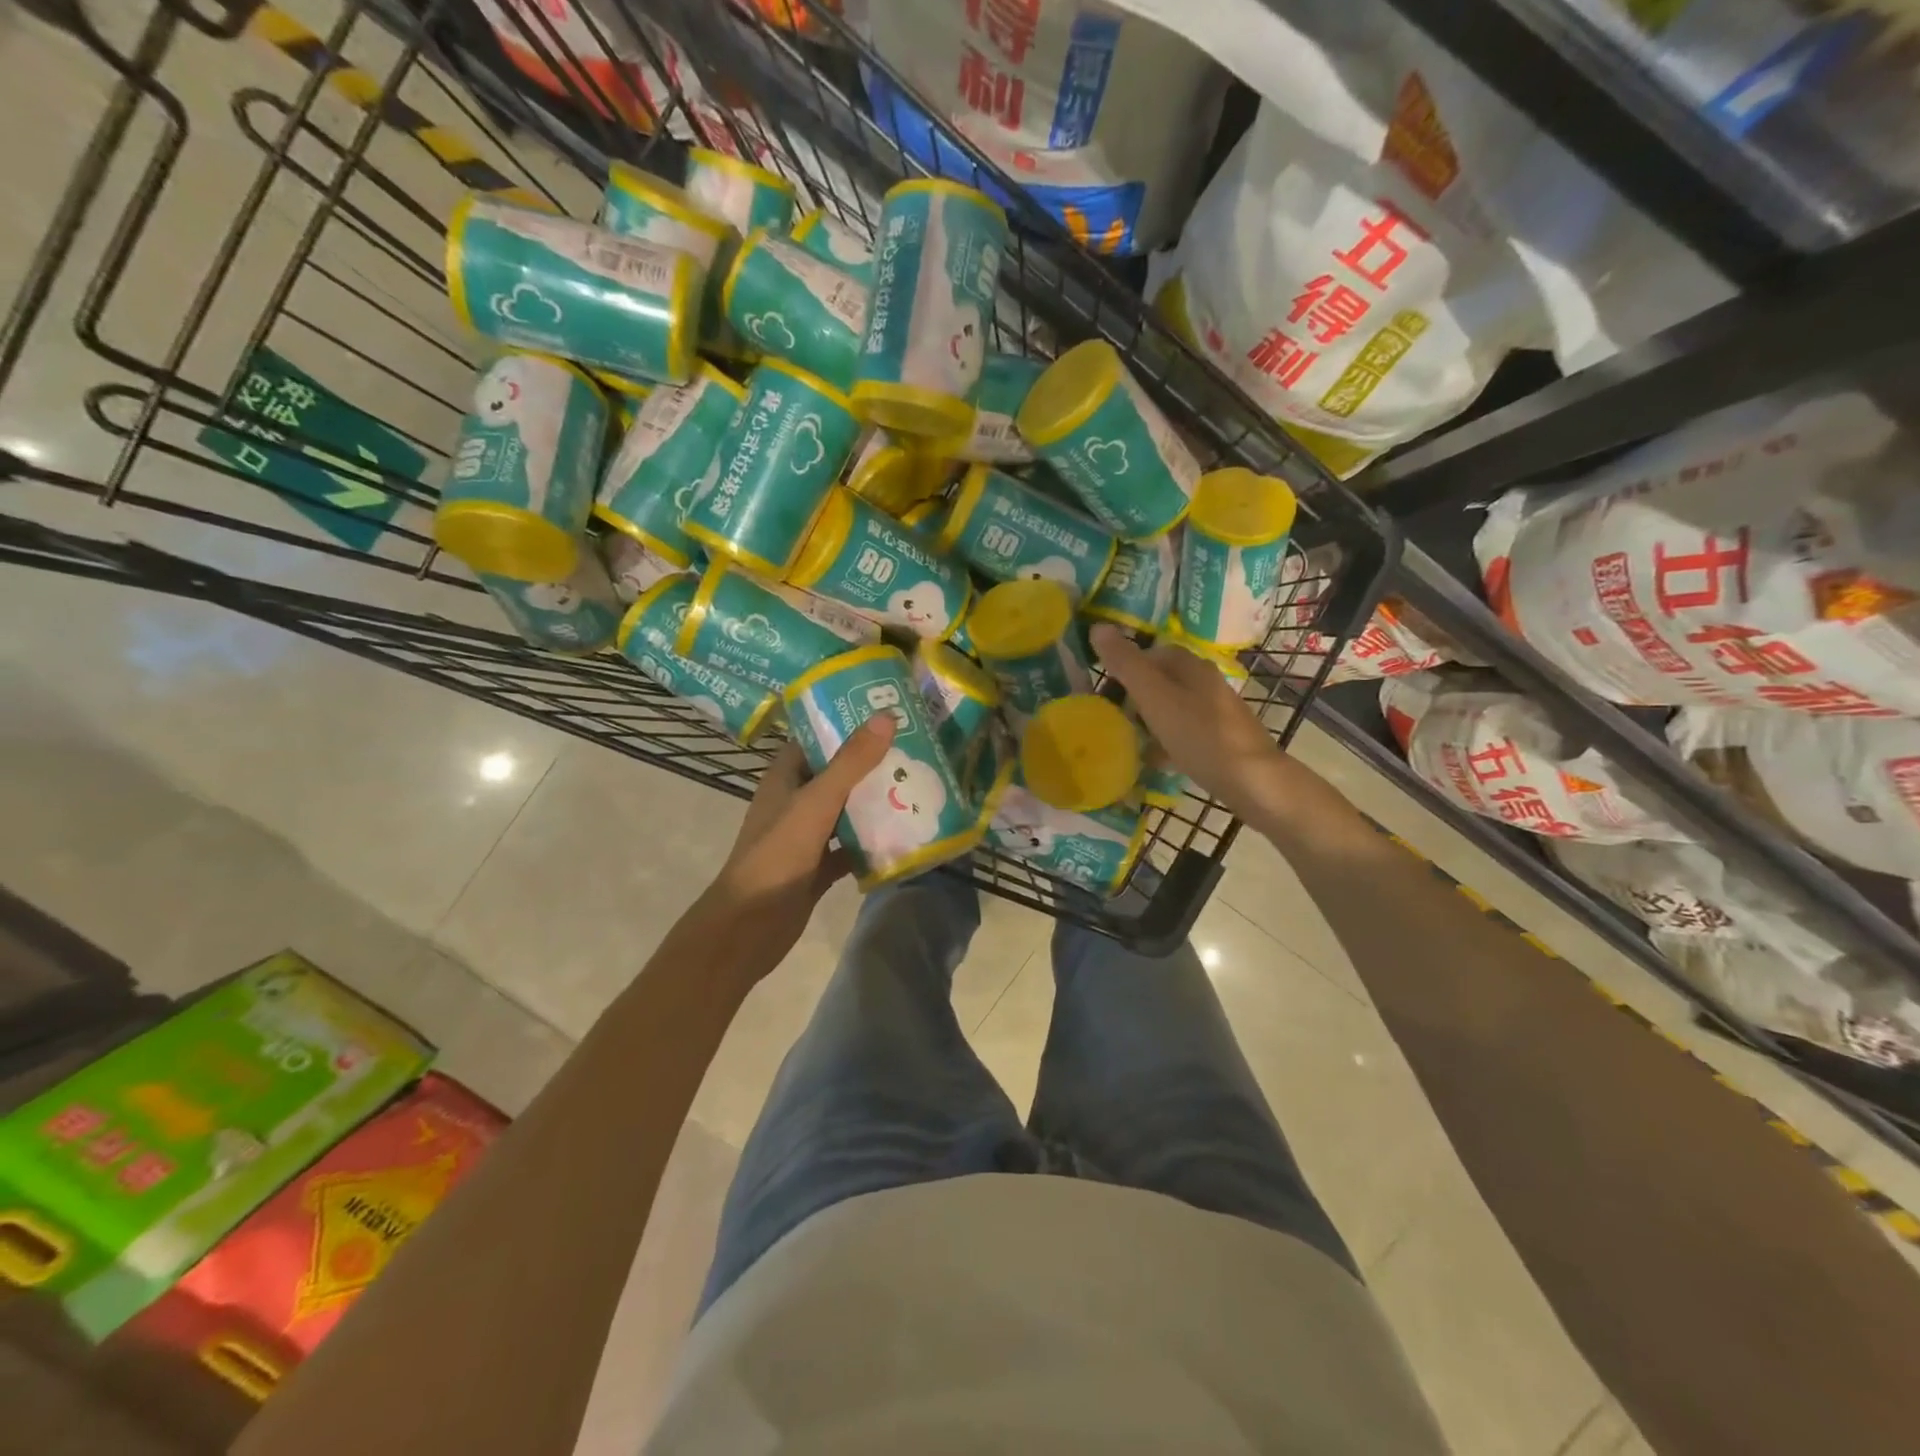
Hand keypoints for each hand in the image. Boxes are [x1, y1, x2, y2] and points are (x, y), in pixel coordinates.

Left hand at [698, 716, 896, 978]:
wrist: (751, 926)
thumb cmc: (777, 855)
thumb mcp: (816, 802)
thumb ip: (851, 762)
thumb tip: (886, 716)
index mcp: (785, 778)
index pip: (814, 738)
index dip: (843, 723)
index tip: (883, 711)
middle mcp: (794, 802)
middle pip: (835, 774)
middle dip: (869, 762)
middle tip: (913, 747)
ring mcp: (806, 837)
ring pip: (845, 811)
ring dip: (874, 801)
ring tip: (916, 783)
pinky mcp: (818, 867)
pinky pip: (850, 848)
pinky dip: (872, 843)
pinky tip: (905, 835)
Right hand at [1091, 624, 1329, 832]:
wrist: (1253, 782)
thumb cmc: (1200, 735)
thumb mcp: (1155, 697)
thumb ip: (1126, 664)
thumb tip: (1097, 627)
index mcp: (1191, 666)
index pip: (1151, 652)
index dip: (1125, 664)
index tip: (1103, 686)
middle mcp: (1206, 683)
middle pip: (1161, 680)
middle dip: (1134, 694)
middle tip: (1109, 714)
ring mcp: (1216, 712)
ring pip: (1171, 707)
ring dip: (1148, 719)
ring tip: (1125, 737)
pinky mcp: (1220, 740)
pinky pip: (1183, 734)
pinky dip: (1165, 742)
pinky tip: (1153, 759)